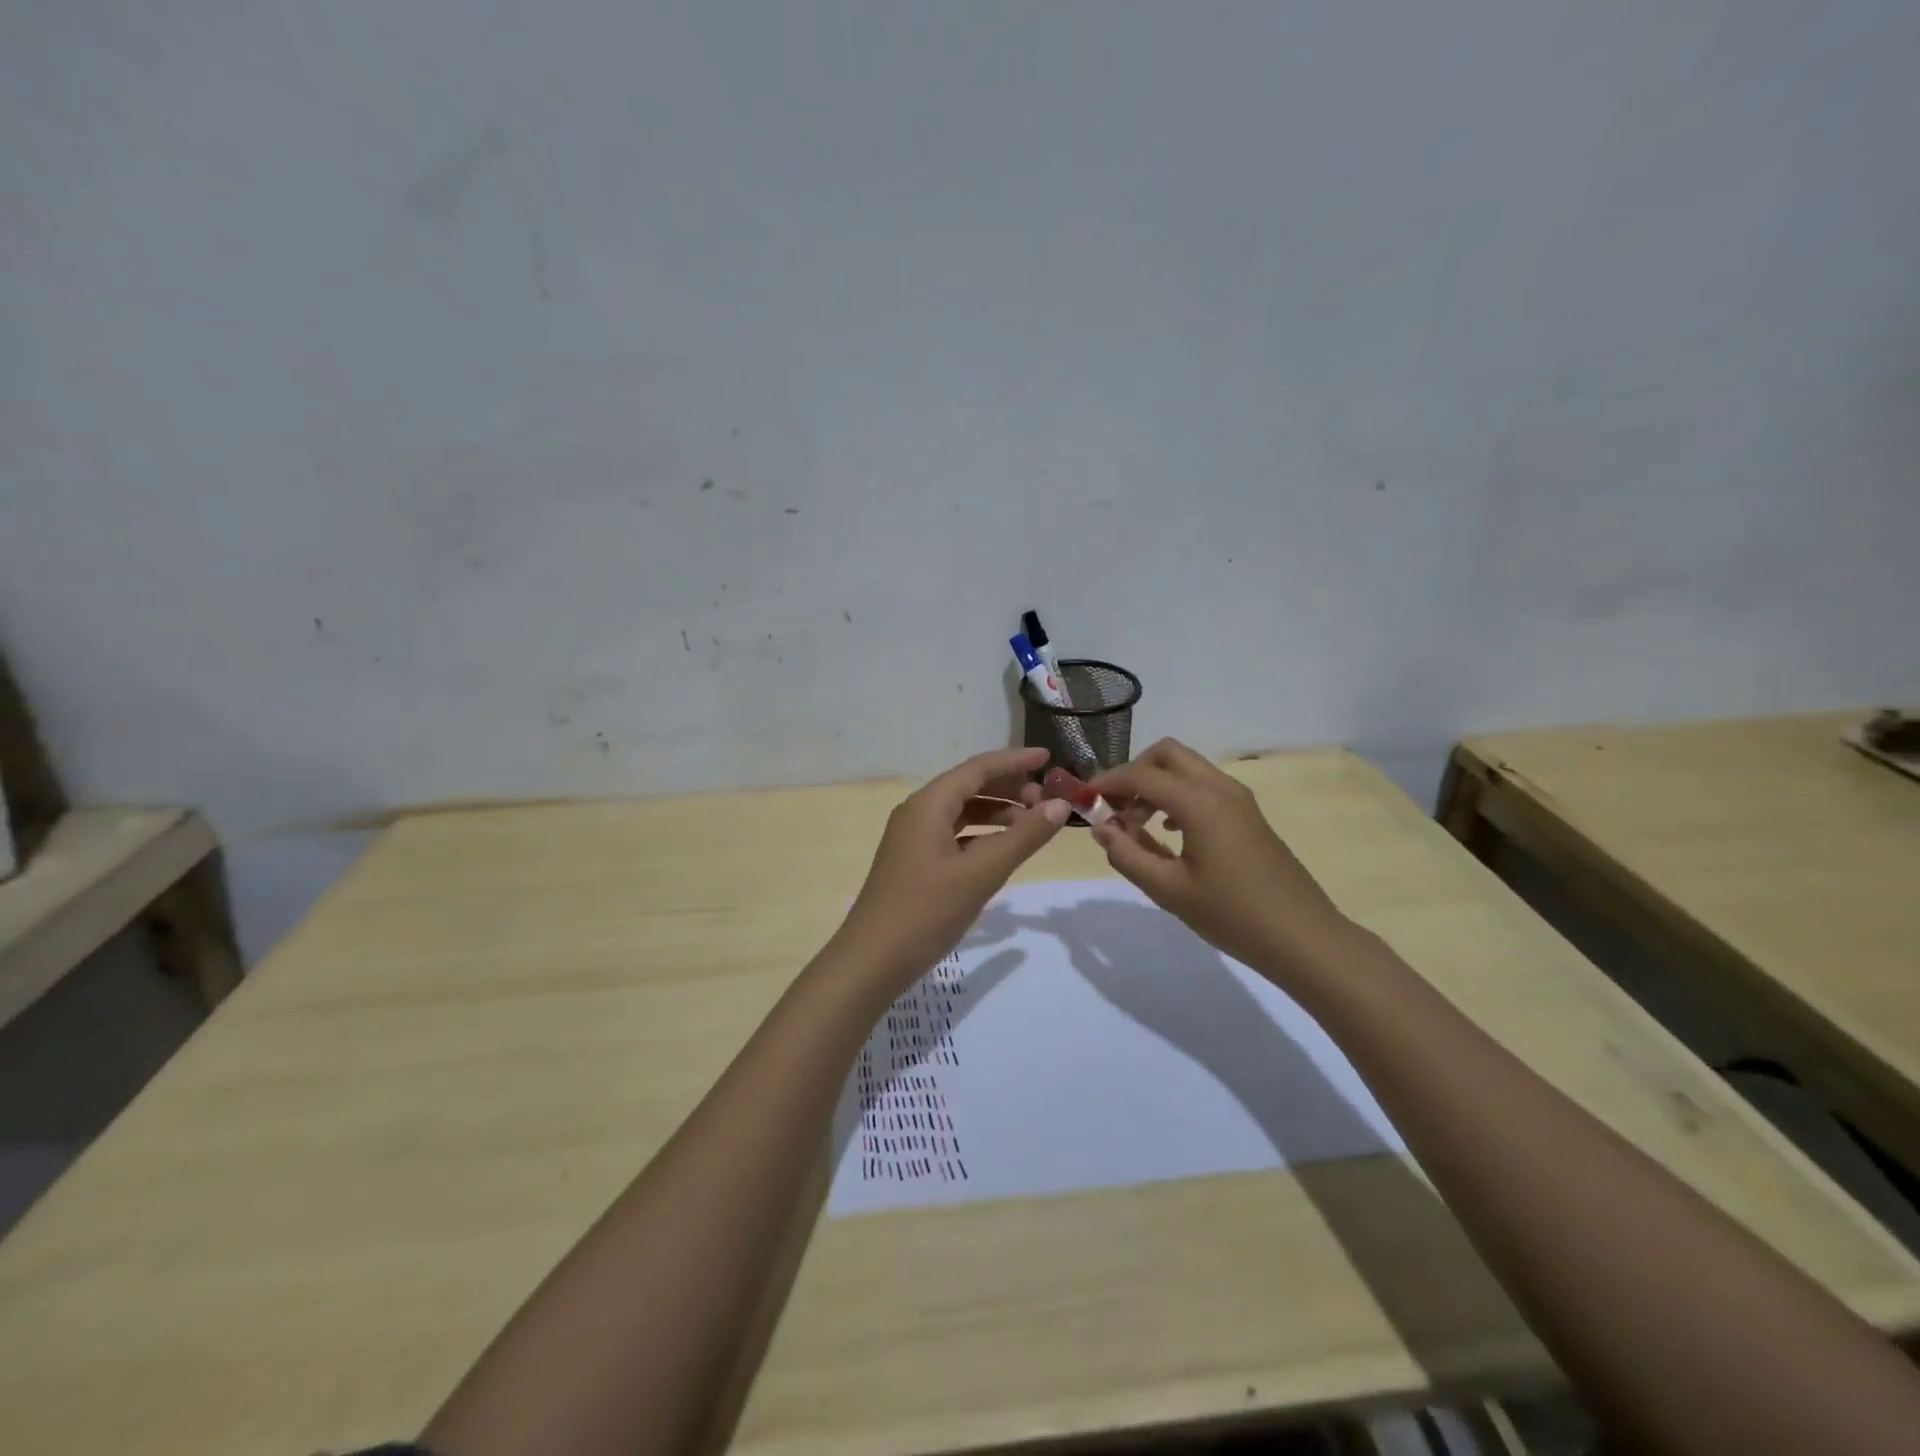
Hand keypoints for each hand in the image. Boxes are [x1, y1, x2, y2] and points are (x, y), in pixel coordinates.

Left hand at [837, 747, 1070, 985]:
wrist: (872, 961)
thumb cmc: (926, 911)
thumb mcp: (982, 873)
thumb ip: (1023, 837)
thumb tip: (1060, 806)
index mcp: (929, 804)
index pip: (978, 768)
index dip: (1015, 760)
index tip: (1050, 757)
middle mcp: (918, 812)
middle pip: (969, 786)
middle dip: (1009, 787)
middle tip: (1048, 801)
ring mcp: (913, 838)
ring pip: (962, 811)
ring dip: (997, 812)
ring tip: (1032, 824)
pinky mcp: (914, 861)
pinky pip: (954, 834)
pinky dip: (982, 835)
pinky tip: (1003, 850)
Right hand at [1088, 738, 1355, 980]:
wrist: (1304, 938)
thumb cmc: (1233, 915)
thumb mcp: (1169, 890)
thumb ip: (1128, 855)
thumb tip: (1101, 829)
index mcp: (1200, 803)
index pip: (1142, 775)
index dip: (1107, 783)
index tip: (1084, 800)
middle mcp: (1220, 789)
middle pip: (1167, 754)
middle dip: (1134, 773)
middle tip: (1114, 808)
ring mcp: (1239, 800)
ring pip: (1187, 769)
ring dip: (1156, 785)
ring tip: (1136, 825)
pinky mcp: (1248, 815)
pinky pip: (1204, 787)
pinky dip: (1178, 797)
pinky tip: (1169, 834)